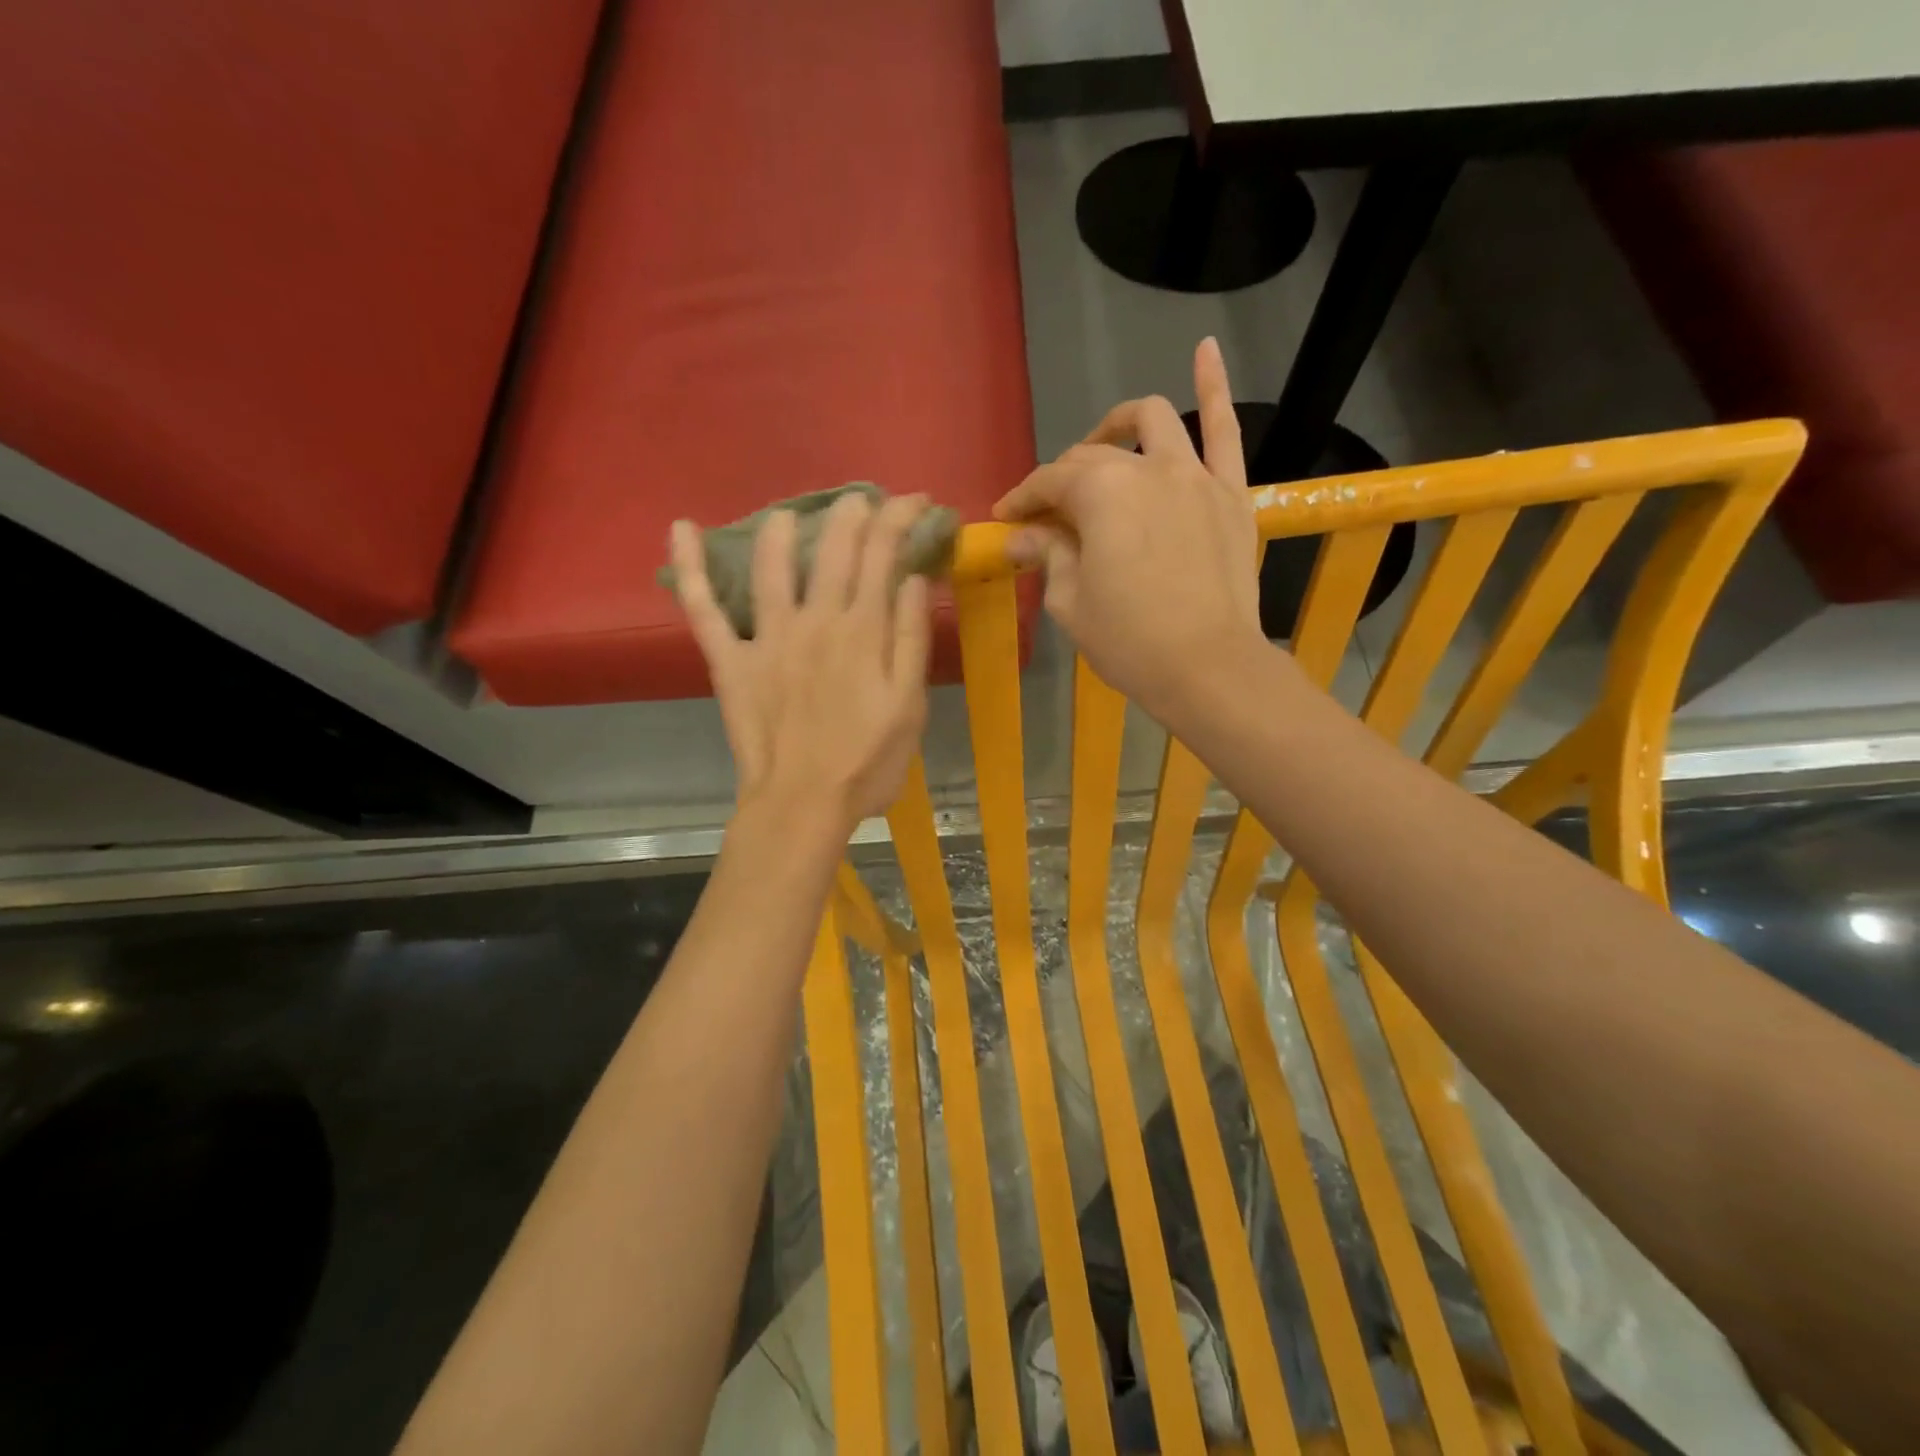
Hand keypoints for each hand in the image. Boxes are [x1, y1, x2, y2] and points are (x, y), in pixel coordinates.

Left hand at [670, 493, 931, 838]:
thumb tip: (912, 579)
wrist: (803, 805)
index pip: (883, 555)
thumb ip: (911, 640)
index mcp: (862, 631)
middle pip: (832, 549)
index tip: (916, 502)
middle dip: (851, 513)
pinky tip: (681, 528)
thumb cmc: (867, 763)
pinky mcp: (730, 661)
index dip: (900, 519)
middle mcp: (814, 620)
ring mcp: (767, 638)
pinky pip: (703, 609)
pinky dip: (690, 568)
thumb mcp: (910, 706)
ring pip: (770, 565)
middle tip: (862, 500)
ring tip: (792, 514)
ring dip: (782, 530)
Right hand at [993, 337, 1266, 719]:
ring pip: (1152, 422)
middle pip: (1092, 457)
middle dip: (1063, 480)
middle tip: (1050, 515)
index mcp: (1099, 493)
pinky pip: (1225, 429)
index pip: (1049, 483)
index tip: (1006, 519)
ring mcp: (1194, 475)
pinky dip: (1214, 386)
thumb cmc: (1129, 642)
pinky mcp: (1230, 492)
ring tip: (1105, 442)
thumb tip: (1023, 535)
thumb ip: (1048, 555)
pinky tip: (1205, 349)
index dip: (1022, 499)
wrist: (1208, 668)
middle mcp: (1145, 468)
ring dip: (1118, 425)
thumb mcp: (1071, 603)